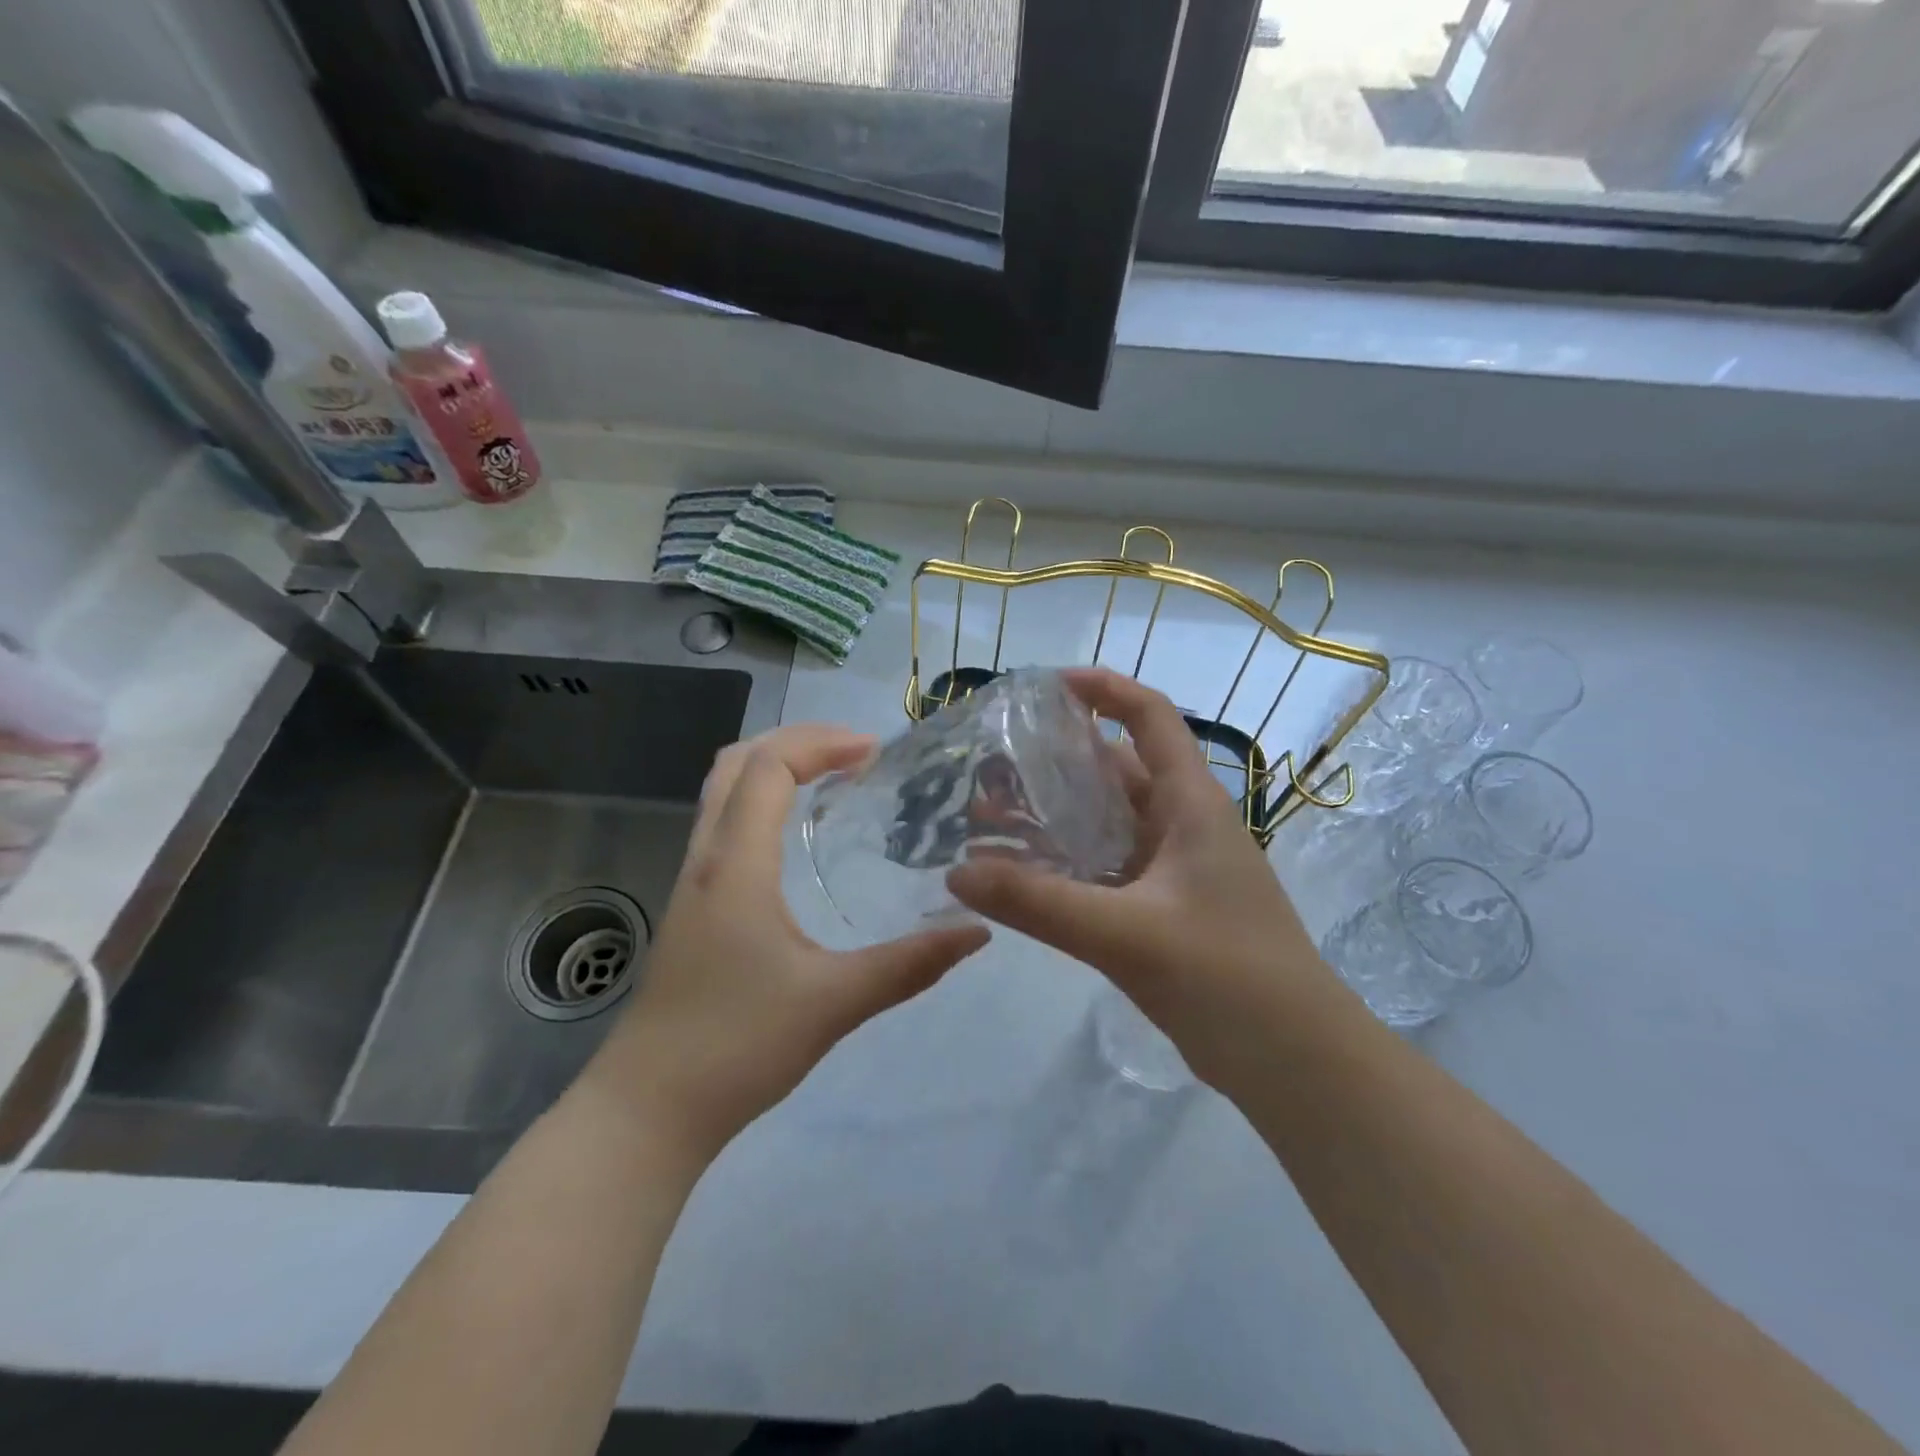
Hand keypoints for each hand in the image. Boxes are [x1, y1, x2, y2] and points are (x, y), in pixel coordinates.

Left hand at [583, 724, 989, 1156]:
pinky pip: (724, 825)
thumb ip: (910, 964)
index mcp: (735, 864)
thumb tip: (977, 931)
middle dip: (796, 741)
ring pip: (723, 792)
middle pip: (737, 762)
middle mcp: (706, 858)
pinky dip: (762, 802)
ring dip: (775, 768)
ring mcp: (692, 882)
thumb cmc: (737, 1046)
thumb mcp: (834, 1003)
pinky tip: (797, 837)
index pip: (769, 766)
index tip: (876, 751)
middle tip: (854, 752)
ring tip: (833, 778)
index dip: (822, 743)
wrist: (648, 1109)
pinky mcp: (692, 907)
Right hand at [946, 668, 1335, 1085]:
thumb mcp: (1126, 934)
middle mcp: (1181, 825)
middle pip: (1115, 770)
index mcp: (1191, 803)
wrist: (1295, 1064)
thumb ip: (1039, 903)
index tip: (1045, 685)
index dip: (1104, 689)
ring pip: (1105, 825)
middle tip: (990, 764)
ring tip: (986, 817)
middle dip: (1056, 762)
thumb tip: (956, 874)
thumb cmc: (1227, 977)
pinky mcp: (1161, 911)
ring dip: (1054, 818)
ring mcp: (1172, 870)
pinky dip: (1064, 866)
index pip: (1150, 717)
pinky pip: (1104, 871)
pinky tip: (1019, 878)